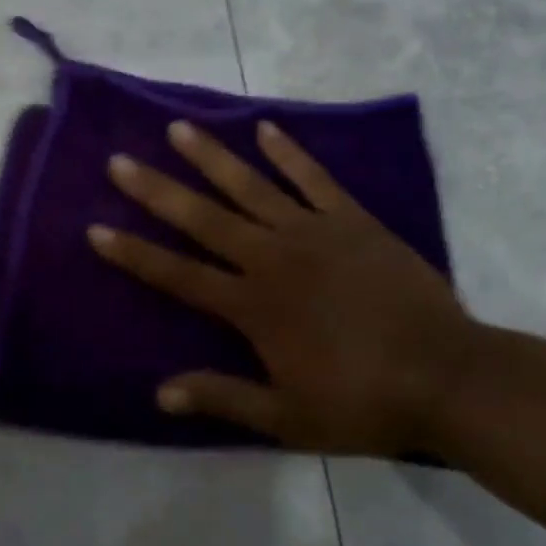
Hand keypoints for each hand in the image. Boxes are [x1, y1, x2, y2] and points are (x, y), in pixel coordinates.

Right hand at [87, 119, 479, 455]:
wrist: (449, 377)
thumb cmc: (363, 401)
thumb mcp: (287, 417)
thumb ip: (223, 398)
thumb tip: (160, 394)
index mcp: (252, 306)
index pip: (178, 275)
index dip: (134, 253)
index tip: (96, 229)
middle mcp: (273, 259)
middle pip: (204, 219)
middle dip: (157, 191)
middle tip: (120, 161)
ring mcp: (315, 233)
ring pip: (252, 187)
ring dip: (212, 157)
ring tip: (178, 128)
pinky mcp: (354, 222)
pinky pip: (315, 180)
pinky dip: (290, 153)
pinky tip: (266, 130)